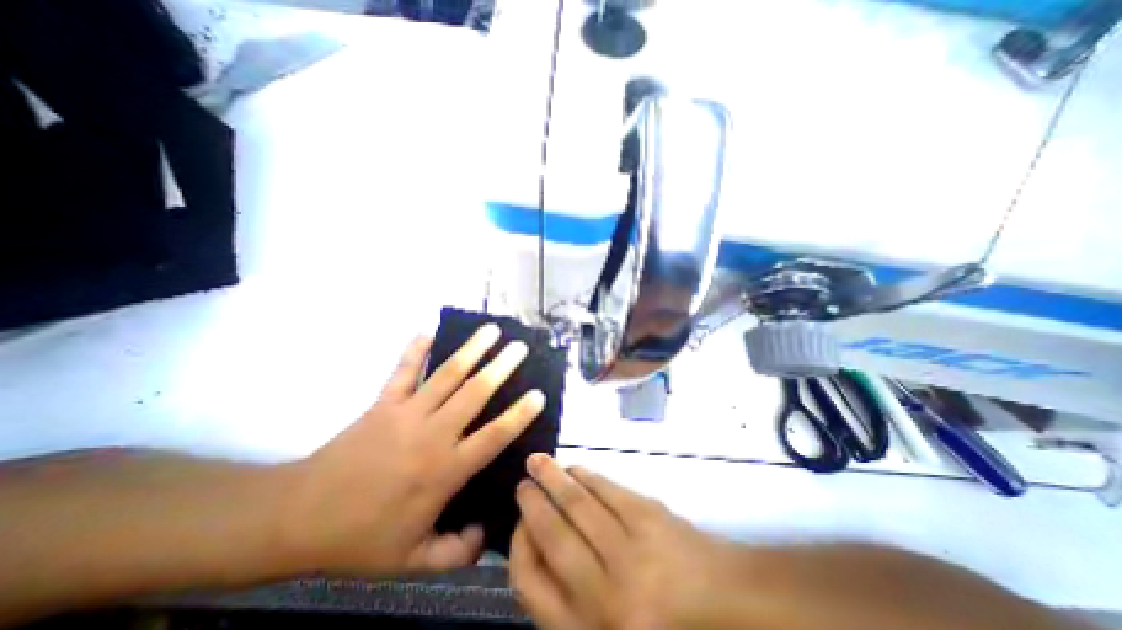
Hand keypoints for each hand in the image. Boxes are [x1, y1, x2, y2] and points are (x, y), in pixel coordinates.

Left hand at [277, 326, 546, 577]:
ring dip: (471, 350)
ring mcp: (407, 413)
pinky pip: (403, 371)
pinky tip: (428, 331)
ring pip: (446, 375)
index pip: (494, 436)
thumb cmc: (359, 539)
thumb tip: (484, 533)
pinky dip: (416, 350)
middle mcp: (433, 434)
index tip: (539, 394)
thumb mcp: (412, 561)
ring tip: (491, 330)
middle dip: (501, 367)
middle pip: (475, 393)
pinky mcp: (383, 404)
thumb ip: (456, 553)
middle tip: (520, 348)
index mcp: (446, 470)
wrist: (298, 519)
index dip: (519, 414)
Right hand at [512, 456, 746, 626]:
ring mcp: (631, 551)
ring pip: (579, 504)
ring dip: (554, 478)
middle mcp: (605, 594)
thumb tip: (539, 549)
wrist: (731, 607)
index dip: (519, 547)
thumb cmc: (663, 624)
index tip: (519, 524)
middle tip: (522, 482)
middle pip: (554, 535)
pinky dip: (588, 475)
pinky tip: (576, 468)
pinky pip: (608, 490)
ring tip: (538, 461)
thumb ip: (570, 601)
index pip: (532, 584)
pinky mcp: (652, 518)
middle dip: (532, 503)